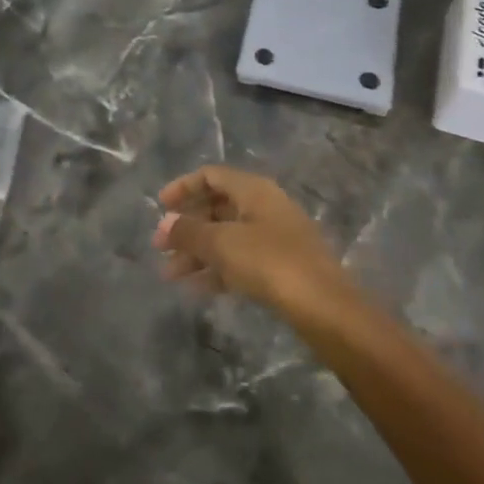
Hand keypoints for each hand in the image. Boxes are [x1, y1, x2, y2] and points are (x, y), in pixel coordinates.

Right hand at [153, 165, 355, 323]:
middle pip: (217, 207)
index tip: (159, 207)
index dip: (183, 187)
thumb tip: (164, 224)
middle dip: (186, 227)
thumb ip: (189, 232)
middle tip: (160, 249)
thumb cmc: (270, 263)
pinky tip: (197, 289)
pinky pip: (240, 259)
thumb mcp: (222, 244)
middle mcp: (265, 206)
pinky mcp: (281, 266)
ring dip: (197, 252)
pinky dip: (217, 269)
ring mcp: (275, 237)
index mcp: (254, 190)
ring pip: (227, 236)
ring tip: (170, 276)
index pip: (211, 176)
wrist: (324, 307)